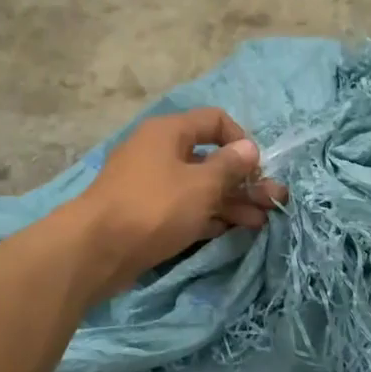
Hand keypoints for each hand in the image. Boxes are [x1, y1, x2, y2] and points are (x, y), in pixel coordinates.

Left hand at [77, 108, 285, 293]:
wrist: (97, 250)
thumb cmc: (154, 207)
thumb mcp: (201, 185)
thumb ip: (229, 166)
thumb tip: (249, 148)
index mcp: (169, 133)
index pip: (214, 121)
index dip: (241, 140)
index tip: (257, 167)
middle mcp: (159, 153)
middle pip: (210, 159)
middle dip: (244, 180)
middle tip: (274, 201)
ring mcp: (151, 185)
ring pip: (200, 187)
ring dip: (232, 202)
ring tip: (262, 221)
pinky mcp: (147, 215)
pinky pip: (186, 209)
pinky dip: (210, 216)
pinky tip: (234, 230)